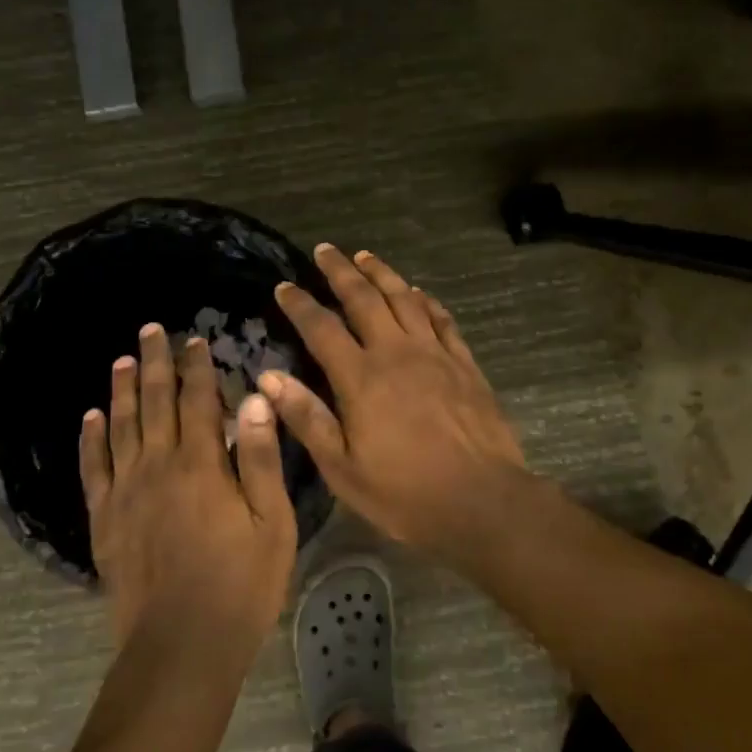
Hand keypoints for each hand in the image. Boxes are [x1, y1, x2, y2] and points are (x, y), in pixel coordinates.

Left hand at [81, 323, 297, 666]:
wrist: (181, 646)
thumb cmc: (240, 585)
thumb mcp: (271, 522)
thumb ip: (259, 458)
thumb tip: (254, 398)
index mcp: (201, 464)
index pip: (198, 400)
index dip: (197, 367)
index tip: (195, 340)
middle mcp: (158, 466)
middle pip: (155, 402)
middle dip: (155, 362)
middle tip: (150, 330)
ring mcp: (126, 491)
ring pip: (121, 426)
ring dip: (123, 390)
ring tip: (121, 360)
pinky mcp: (105, 519)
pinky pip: (93, 468)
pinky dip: (91, 438)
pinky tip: (91, 417)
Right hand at [260, 246, 531, 563]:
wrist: (483, 502)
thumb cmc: (405, 494)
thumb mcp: (343, 468)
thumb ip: (307, 418)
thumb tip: (269, 377)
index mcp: (361, 378)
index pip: (322, 328)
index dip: (300, 304)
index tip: (284, 286)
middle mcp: (396, 353)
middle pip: (364, 298)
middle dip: (340, 271)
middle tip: (324, 250)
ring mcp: (435, 354)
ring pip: (404, 298)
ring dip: (382, 273)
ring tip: (364, 256)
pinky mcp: (464, 363)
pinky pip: (441, 319)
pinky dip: (426, 300)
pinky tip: (418, 292)